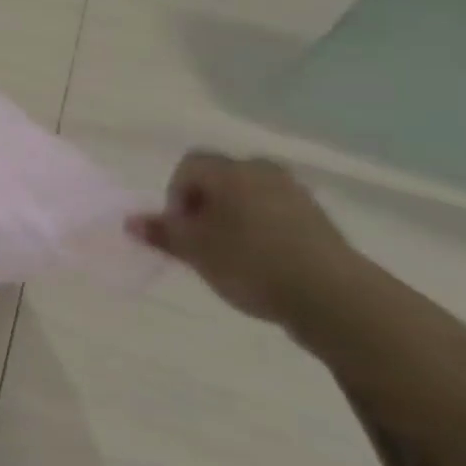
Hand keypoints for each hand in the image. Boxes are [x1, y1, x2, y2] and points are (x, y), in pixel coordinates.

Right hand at [127, 152, 363, 329]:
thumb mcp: (195, 251)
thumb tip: (130, 221)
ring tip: (233, 255)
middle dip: (206, 205)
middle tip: (202, 241)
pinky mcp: (321, 221)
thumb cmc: (251, 263)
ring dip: (236, 218)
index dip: (176, 196)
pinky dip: (264, 231)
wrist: (335, 298)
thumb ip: (162, 232)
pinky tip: (264, 263)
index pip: (188, 167)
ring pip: (250, 197)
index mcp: (229, 170)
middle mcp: (262, 171)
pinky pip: (278, 215)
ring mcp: (296, 194)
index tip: (181, 230)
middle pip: (221, 179)